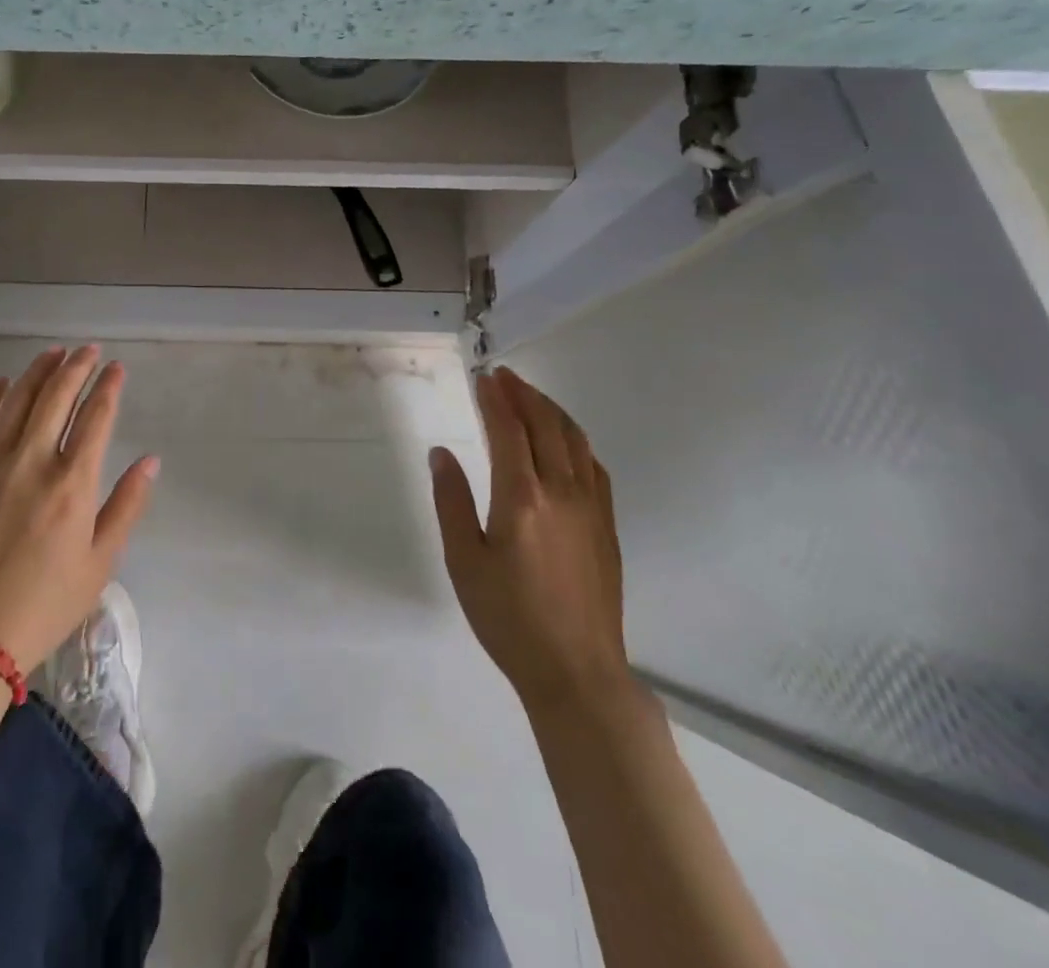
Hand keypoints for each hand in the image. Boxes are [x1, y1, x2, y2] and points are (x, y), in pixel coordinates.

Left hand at [0, 346, 156, 668]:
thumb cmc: (46, 604)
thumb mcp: (101, 562)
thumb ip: (127, 505)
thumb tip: (150, 460)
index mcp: (72, 485)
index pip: (96, 418)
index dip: (109, 387)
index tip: (117, 368)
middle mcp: (32, 464)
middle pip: (56, 398)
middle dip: (76, 367)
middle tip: (89, 350)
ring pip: (16, 402)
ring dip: (37, 372)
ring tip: (54, 353)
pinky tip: (3, 383)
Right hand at [430, 368, 629, 715]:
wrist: (577, 672)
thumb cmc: (509, 619)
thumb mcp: (464, 562)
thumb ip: (451, 501)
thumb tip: (441, 453)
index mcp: (522, 497)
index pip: (509, 429)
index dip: (496, 399)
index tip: (484, 377)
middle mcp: (561, 491)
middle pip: (546, 425)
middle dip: (524, 394)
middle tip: (505, 377)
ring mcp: (591, 507)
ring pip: (575, 440)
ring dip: (552, 411)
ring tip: (532, 397)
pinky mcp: (607, 525)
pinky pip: (594, 467)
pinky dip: (576, 441)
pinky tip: (567, 444)